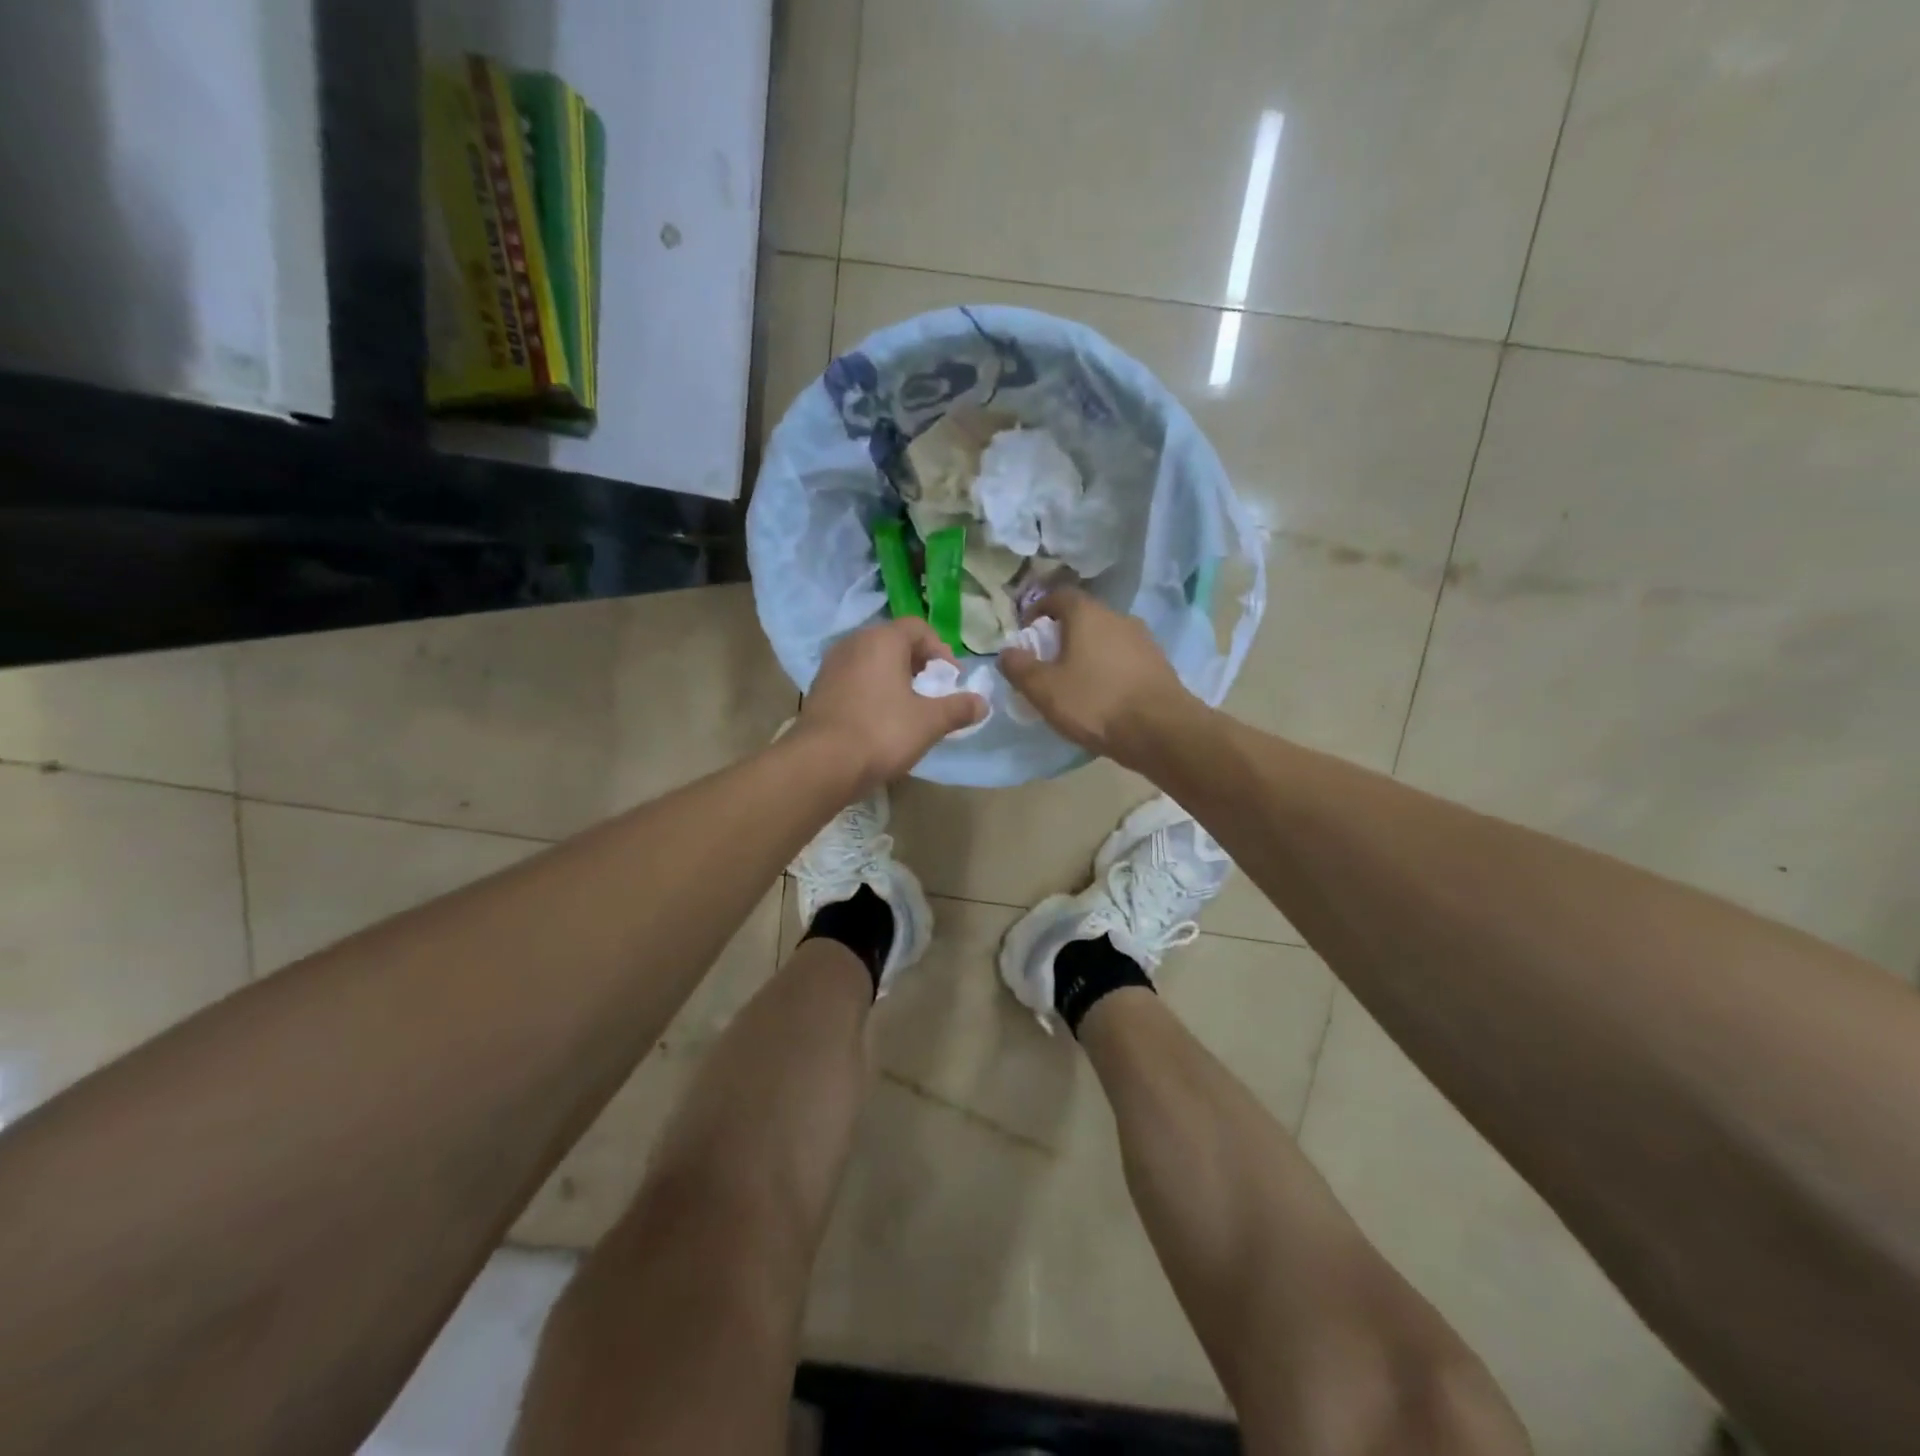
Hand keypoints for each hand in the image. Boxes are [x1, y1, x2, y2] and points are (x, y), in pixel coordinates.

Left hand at [794, 617, 986, 791]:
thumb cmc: (881, 732)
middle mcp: (854, 643)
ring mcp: (831, 666)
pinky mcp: (819, 690)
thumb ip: (958, 708)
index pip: (918, 628)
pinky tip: (880, 720)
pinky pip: (854, 680)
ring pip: (872, 662)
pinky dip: (872, 691)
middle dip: (918, 664)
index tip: (951, 680)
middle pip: (894, 643)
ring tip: (908, 708)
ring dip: (894, 678)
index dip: (941, 651)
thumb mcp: (929, 722)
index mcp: (882, 640)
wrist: (820, 763)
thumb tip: (983, 703)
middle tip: (933, 692)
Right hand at [999, 587, 1199, 768]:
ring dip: (1088, 652)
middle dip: (1063, 634)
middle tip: (1047, 660)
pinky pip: (1124, 658)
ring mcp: (1143, 639)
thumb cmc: (1095, 702)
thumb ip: (1020, 668)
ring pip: (1106, 638)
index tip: (1027, 632)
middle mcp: (1118, 617)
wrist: (1161, 730)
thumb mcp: (1044, 689)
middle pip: (1084, 616)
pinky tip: (1103, 694)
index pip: (1058, 596)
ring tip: (1075, 680)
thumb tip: (1006, 652)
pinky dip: (1109, 668)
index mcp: (1087, 614)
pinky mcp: (1159, 664)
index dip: (1039, 610)